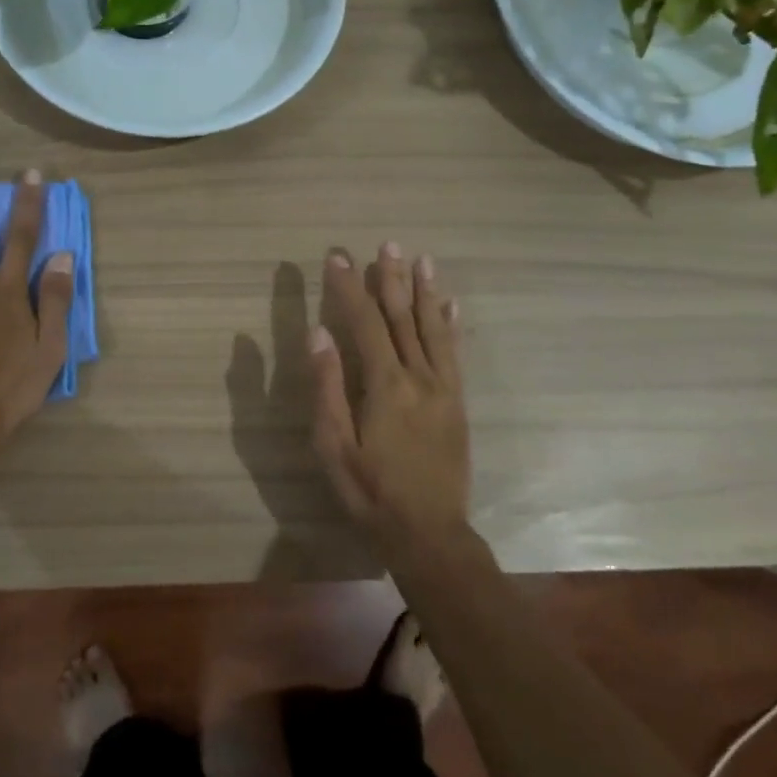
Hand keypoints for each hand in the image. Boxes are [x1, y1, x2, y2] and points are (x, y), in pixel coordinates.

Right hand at [309, 244, 469, 558]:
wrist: (430, 533)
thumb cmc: (371, 492)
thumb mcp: (334, 446)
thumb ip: (327, 387)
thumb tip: (318, 334)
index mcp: (385, 385)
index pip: (365, 322)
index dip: (349, 287)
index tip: (337, 256)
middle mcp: (419, 377)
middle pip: (403, 317)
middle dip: (391, 278)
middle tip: (387, 243)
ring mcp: (443, 388)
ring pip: (433, 328)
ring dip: (426, 291)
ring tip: (422, 259)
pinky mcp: (457, 403)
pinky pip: (455, 354)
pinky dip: (451, 325)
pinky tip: (451, 305)